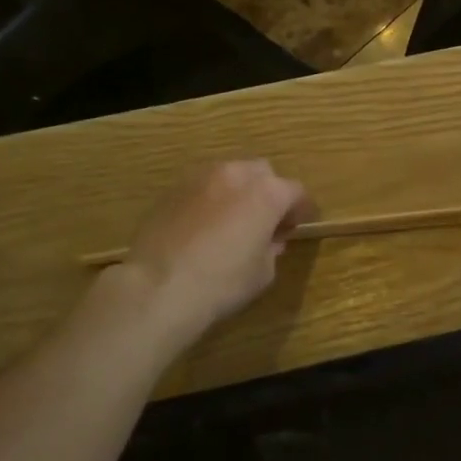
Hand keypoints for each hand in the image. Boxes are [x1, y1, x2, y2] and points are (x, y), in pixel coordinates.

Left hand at [105, 161, 313, 344]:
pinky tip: (204, 226)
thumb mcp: (263, 272)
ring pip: (229, 175)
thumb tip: (270, 239)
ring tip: (234, 220)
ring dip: (238, 192)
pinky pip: (202, 189)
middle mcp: (236, 175)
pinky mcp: (172, 190)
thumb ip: (272, 247)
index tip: (300, 224)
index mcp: (267, 193)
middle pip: (262, 173)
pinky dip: (211, 200)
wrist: (158, 287)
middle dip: (269, 192)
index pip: (296, 191)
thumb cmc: (223, 282)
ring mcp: (200, 178)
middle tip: (267, 220)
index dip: (302, 209)